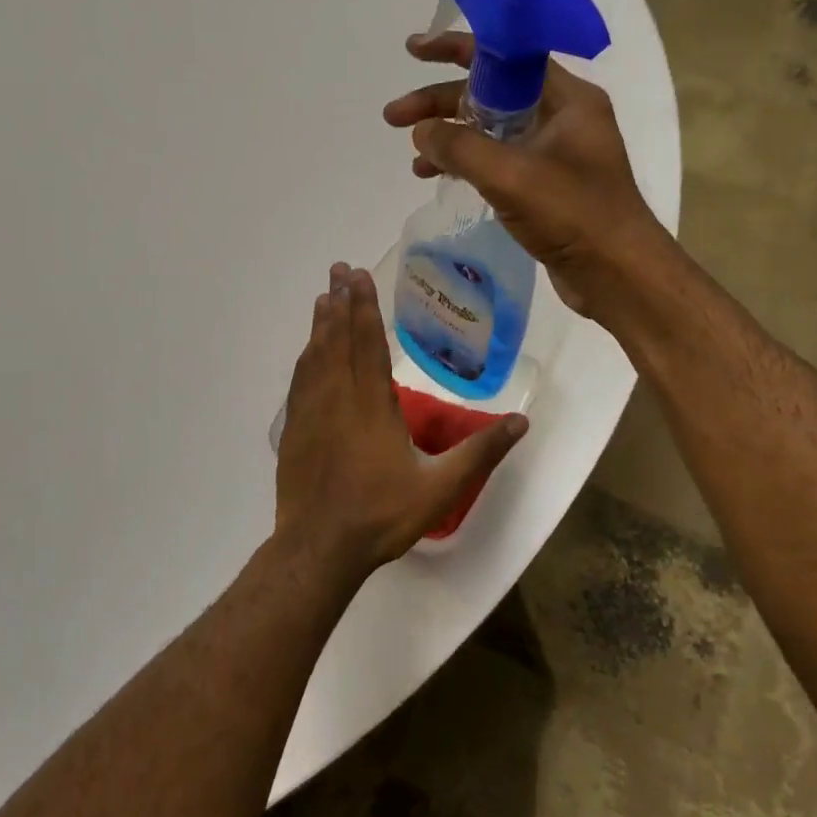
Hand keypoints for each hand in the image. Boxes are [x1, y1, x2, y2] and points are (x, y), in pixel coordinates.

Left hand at [275, 263, 526, 577]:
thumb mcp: (440, 488)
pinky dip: (305, 355)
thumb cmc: (381, 515)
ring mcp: (311, 412)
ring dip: (321, 323)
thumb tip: (521, 422)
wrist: (318, 547)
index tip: (359, 275)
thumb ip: (480, 453)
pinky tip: (308, 349)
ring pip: (315, 355)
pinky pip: (300, 379)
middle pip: (338, 339)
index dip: (364, 306)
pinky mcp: (295, 429)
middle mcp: (337, 397)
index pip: (368, 343)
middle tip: (339, 268)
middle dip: (341, 301)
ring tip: (325, 296)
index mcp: (372, 405)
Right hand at [382, 31, 670, 322]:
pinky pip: (498, 160)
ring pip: (491, 130)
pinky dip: (467, 164)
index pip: (504, 56)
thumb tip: (421, 132)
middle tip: (394, 117)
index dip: (455, 49)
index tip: (413, 51)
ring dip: (450, 137)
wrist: (619, 275)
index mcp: (566, 99)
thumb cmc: (573, 215)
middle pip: (490, 94)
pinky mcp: (547, 185)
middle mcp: (562, 117)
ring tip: (412, 157)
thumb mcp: (510, 175)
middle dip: (440, 103)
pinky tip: (438, 178)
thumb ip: (460, 148)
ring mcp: (555, 152)